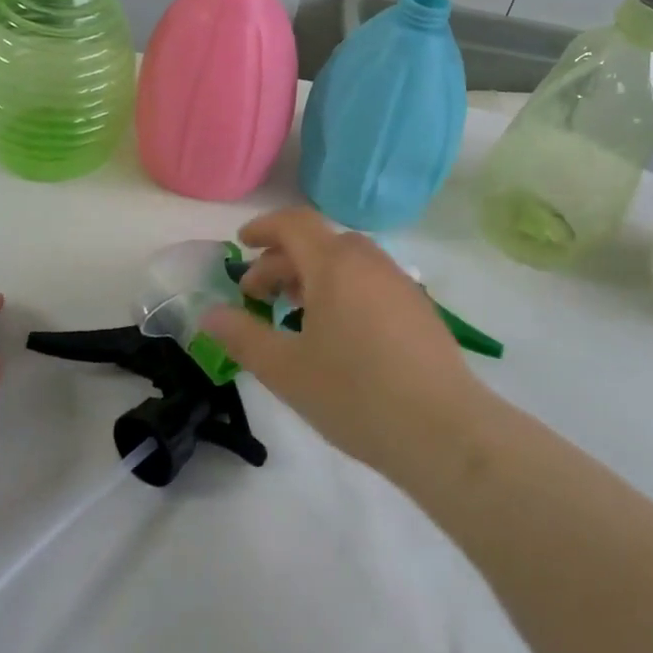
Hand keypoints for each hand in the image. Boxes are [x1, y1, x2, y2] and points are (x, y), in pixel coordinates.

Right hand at [201, 209, 485, 481]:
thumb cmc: (355, 394)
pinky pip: (370, 282)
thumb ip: (243, 337)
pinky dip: (342, 290)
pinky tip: (338, 334)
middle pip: (319, 243)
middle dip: (282, 262)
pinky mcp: (418, 308)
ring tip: (294, 314)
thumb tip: (210, 315)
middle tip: (258, 297)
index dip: (263, 227)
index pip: (294, 223)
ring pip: (347, 262)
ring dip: (313, 276)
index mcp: (335, 264)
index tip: (241, 245)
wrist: (442, 428)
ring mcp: (399, 283)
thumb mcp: (286, 370)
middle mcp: (369, 262)